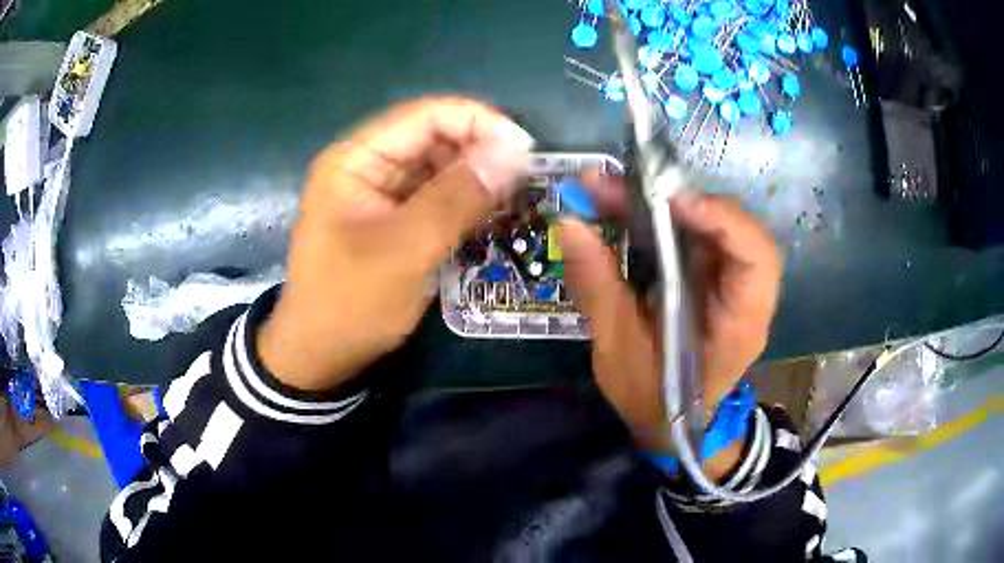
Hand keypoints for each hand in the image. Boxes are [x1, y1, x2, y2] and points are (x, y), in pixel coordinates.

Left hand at [258, 97, 533, 390]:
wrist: (320, 357)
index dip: (478, 122)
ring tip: (518, 199)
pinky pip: (437, 197)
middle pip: (435, 138)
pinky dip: (466, 203)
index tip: (525, 150)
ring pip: (440, 168)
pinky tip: (494, 216)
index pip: (425, 115)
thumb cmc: (350, 305)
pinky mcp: (394, 219)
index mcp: (356, 159)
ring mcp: (380, 193)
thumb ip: (457, 197)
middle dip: (482, 153)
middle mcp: (368, 165)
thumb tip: (513, 150)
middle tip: (527, 181)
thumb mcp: (405, 251)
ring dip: (478, 179)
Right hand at [559, 177, 780, 471]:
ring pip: (711, 222)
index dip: (723, 221)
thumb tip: (568, 222)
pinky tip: (625, 209)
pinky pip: (694, 232)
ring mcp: (730, 281)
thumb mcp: (618, 349)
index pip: (756, 260)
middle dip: (681, 201)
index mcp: (739, 326)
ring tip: (611, 192)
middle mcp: (746, 296)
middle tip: (620, 188)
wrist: (669, 421)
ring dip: (665, 202)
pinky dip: (661, 216)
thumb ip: (599, 285)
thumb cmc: (650, 397)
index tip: (670, 202)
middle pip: (734, 227)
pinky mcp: (711, 274)